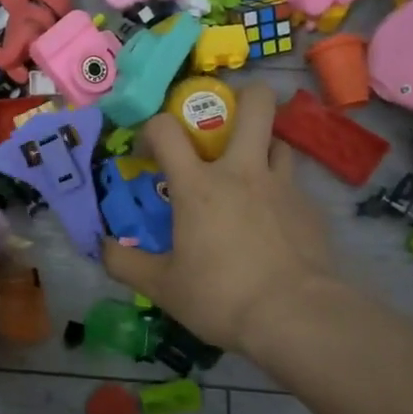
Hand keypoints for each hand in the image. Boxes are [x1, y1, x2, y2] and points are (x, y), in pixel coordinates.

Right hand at [102, 82, 341, 354]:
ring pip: (279, 142)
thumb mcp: (162, 287)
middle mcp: (243, 172)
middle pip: (255, 105)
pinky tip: (274, 223)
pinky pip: (294, 185)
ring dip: (263, 149)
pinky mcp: (311, 209)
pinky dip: (280, 193)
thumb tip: (101, 246)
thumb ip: (125, 263)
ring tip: (250, 176)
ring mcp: (283, 186)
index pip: (166, 129)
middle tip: (227, 120)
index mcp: (198, 185)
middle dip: (244, 96)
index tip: (149, 152)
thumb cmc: (220, 296)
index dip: (152, 129)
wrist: (295, 317)